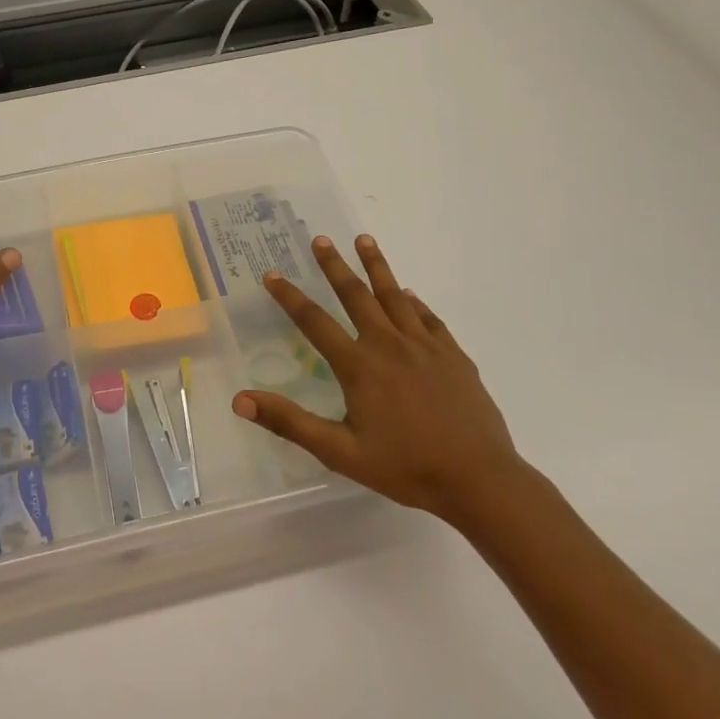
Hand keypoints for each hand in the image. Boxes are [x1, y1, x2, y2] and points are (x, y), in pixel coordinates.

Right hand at [232, 233, 524, 529]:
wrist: (479, 479)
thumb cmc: (405, 468)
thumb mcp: (340, 452)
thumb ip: (290, 423)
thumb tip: (240, 400)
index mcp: (360, 366)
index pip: (315, 322)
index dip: (290, 297)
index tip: (272, 274)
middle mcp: (390, 345)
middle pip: (357, 296)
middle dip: (335, 266)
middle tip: (320, 239)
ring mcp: (425, 347)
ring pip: (395, 296)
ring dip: (377, 266)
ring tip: (364, 240)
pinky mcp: (453, 355)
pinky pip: (429, 318)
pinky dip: (414, 302)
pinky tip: (409, 294)